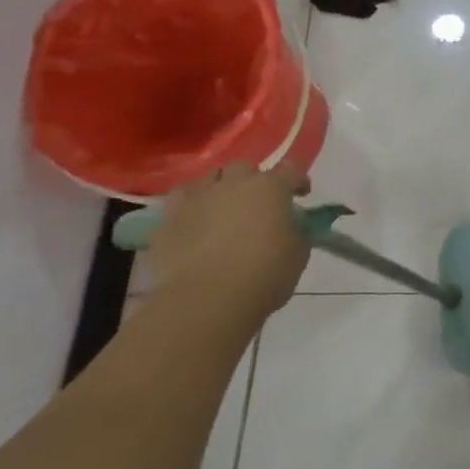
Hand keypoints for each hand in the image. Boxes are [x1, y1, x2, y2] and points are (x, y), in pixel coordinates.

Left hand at [146, 163, 311, 321]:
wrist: (207, 300)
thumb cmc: (264, 275)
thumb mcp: (298, 253)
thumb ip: (297, 231)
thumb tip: (291, 226)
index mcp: (271, 188)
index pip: (291, 169)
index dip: (298, 180)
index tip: (301, 195)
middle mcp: (234, 184)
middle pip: (245, 168)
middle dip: (253, 181)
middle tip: (258, 204)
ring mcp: (198, 198)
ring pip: (210, 178)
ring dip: (220, 188)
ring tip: (223, 210)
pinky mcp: (168, 218)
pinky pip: (180, 199)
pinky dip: (191, 205)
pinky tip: (195, 220)